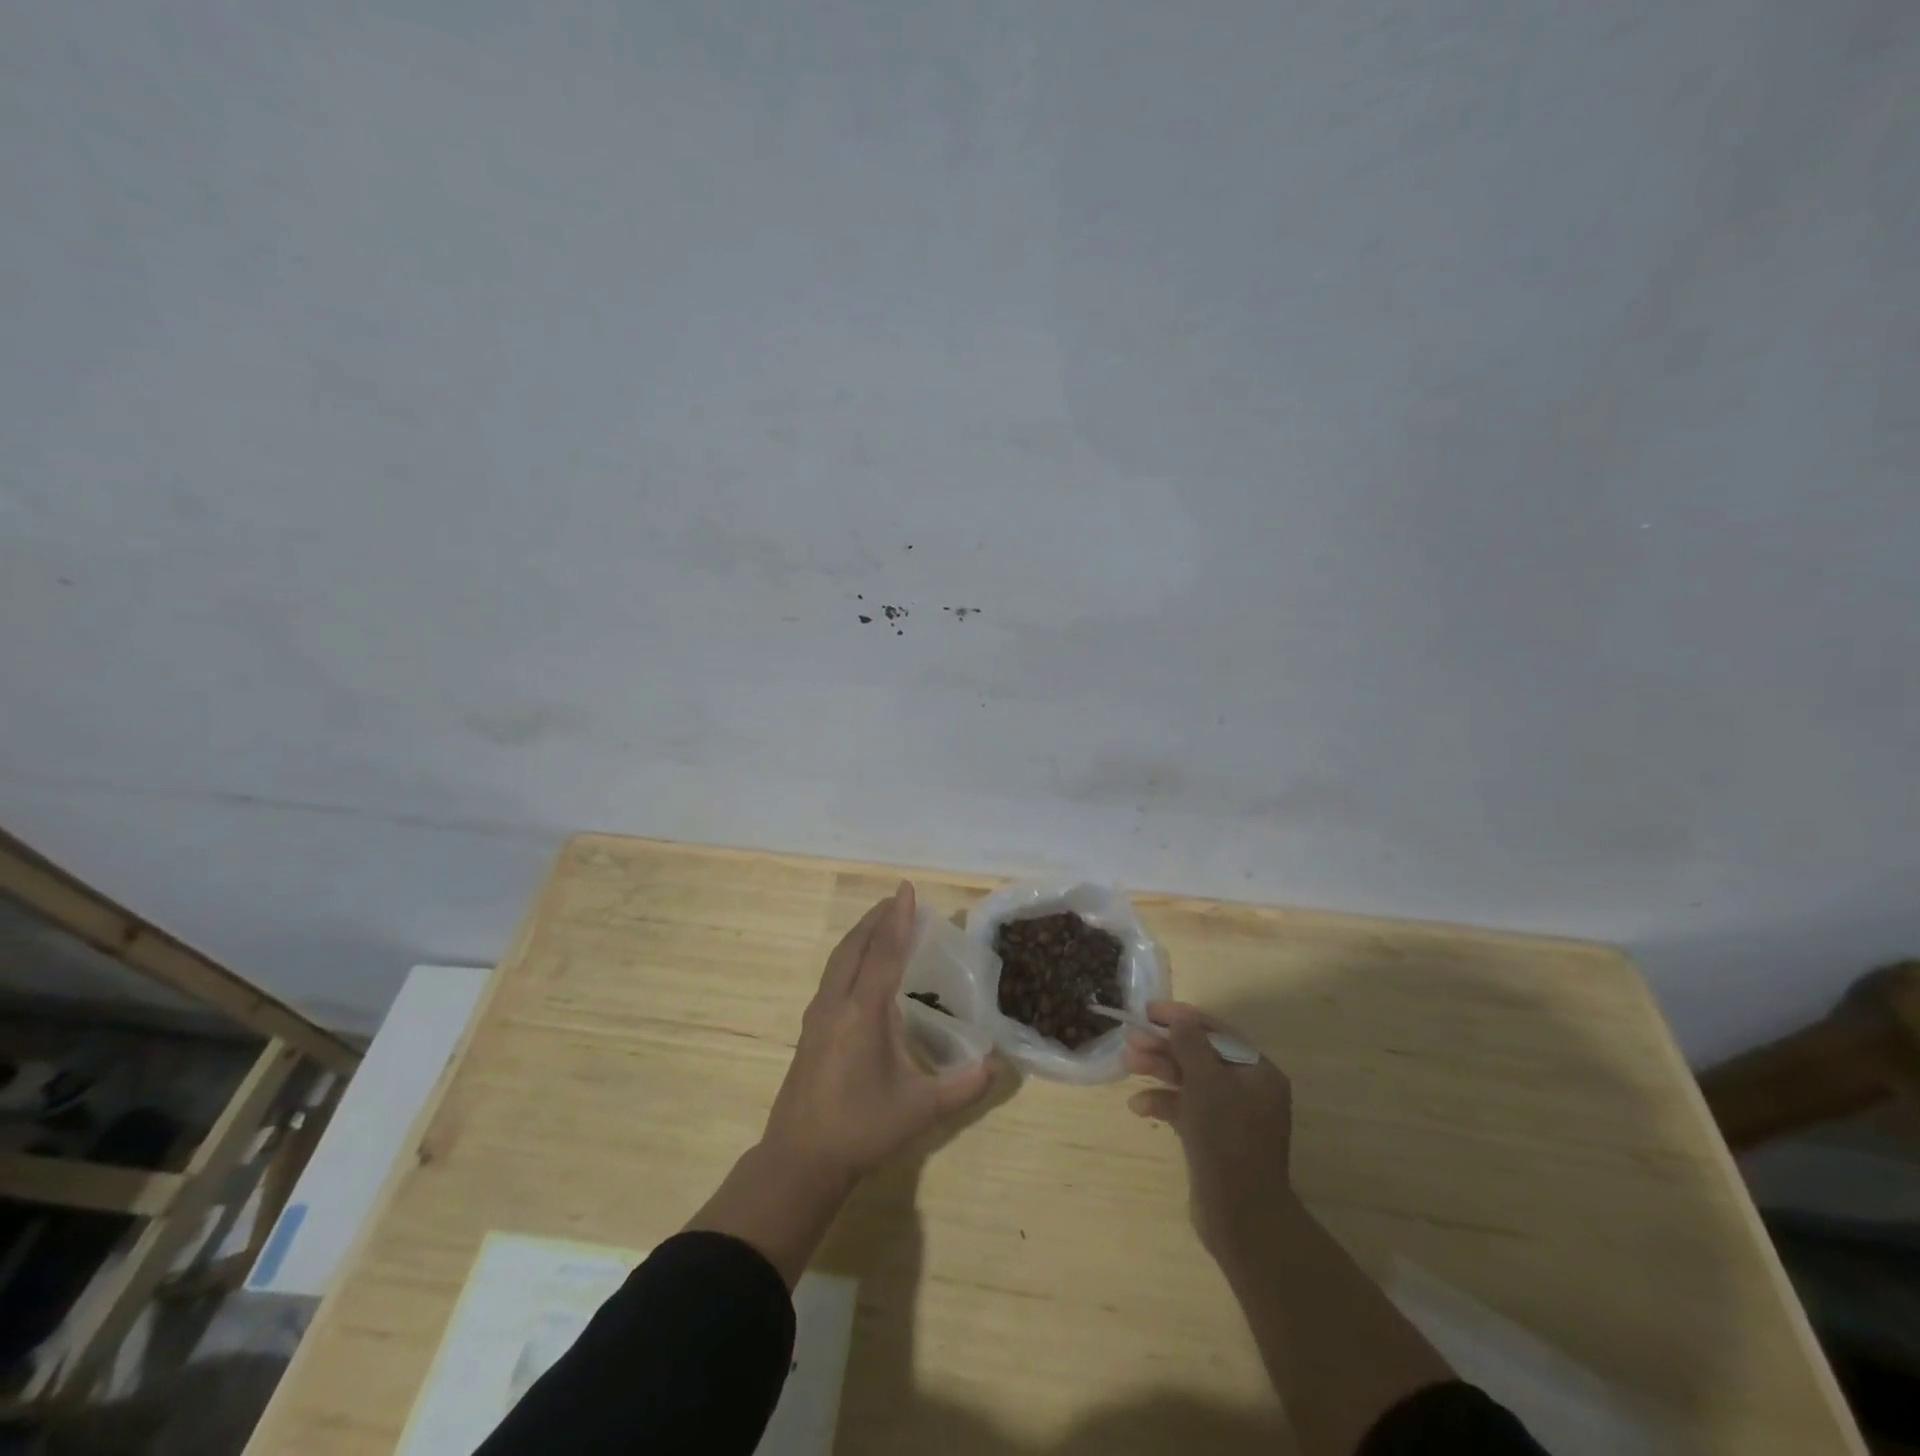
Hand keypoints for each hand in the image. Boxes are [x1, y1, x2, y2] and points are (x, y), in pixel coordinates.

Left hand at [760, 882, 993, 1190]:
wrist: (800, 1160)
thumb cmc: (862, 1128)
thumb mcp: (921, 1110)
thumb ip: (963, 1087)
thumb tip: (997, 1066)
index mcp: (863, 1011)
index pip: (884, 952)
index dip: (898, 919)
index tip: (906, 889)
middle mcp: (837, 1003)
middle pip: (856, 946)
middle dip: (876, 919)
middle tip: (898, 900)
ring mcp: (818, 1015)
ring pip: (839, 959)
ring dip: (861, 935)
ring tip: (881, 923)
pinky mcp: (810, 1029)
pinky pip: (832, 975)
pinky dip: (850, 956)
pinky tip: (861, 969)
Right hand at [1123, 1000, 1295, 1261]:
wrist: (1240, 1215)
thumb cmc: (1226, 1137)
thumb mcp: (1206, 1081)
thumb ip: (1190, 1043)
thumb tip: (1180, 1019)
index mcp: (1257, 1072)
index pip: (1216, 1032)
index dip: (1181, 1018)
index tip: (1148, 1010)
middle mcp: (1248, 1090)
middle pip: (1200, 1055)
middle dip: (1164, 1045)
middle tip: (1130, 1038)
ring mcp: (1230, 1116)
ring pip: (1189, 1081)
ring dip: (1158, 1069)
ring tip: (1126, 1062)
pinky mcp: (1212, 1139)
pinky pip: (1186, 1109)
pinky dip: (1163, 1103)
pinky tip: (1138, 1105)